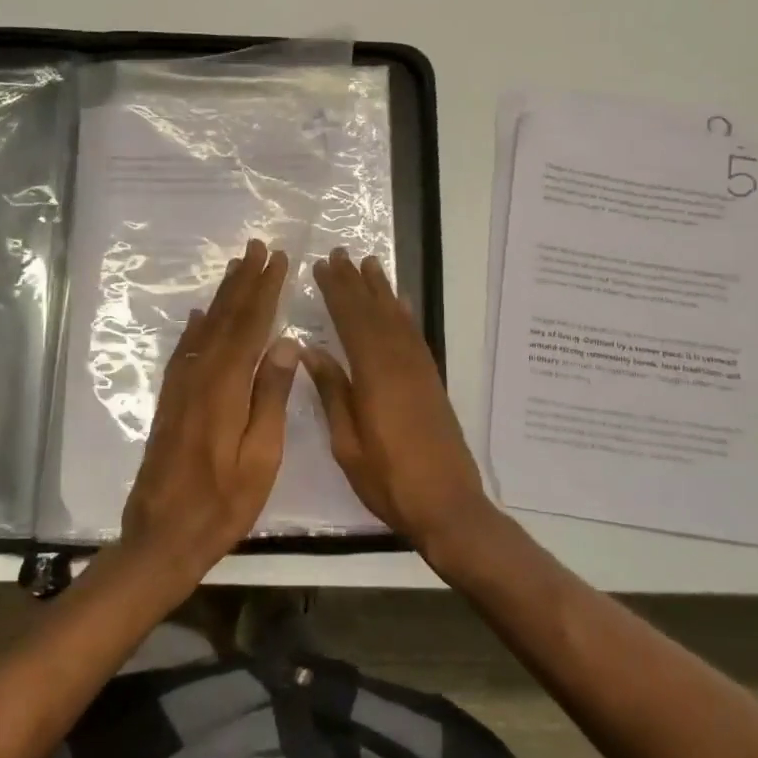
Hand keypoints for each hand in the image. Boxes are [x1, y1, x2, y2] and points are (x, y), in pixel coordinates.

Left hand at [120, 238, 300, 584]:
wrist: (162, 536)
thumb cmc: (223, 503)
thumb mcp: (262, 457)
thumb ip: (272, 397)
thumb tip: (287, 343)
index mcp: (226, 387)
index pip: (251, 326)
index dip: (265, 290)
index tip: (278, 260)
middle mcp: (200, 376)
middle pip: (225, 319)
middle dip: (244, 282)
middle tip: (258, 249)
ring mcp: (181, 388)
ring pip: (205, 330)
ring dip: (222, 297)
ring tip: (236, 269)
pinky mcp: (171, 402)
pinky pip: (185, 352)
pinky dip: (196, 329)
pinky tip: (199, 317)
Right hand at [304, 248, 496, 557]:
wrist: (447, 504)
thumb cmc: (388, 480)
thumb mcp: (347, 443)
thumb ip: (332, 392)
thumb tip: (310, 350)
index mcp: (374, 376)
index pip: (351, 321)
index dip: (336, 292)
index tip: (321, 267)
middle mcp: (399, 363)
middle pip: (374, 312)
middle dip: (355, 282)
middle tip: (340, 254)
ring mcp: (419, 370)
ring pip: (397, 319)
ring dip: (382, 290)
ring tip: (369, 265)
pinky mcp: (431, 381)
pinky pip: (415, 336)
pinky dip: (404, 314)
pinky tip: (400, 304)